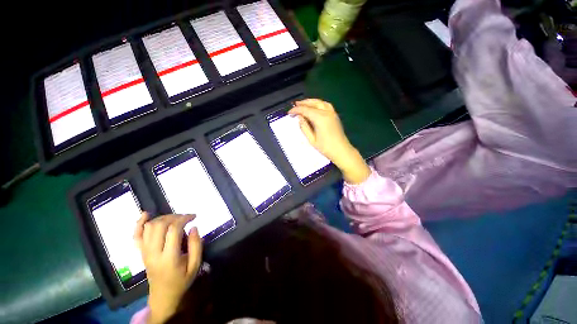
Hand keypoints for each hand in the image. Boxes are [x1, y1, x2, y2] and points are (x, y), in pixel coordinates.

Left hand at [134, 212, 201, 323]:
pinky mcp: (141, 252)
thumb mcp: (195, 265)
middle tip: (186, 217)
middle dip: (175, 216)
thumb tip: (194, 227)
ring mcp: (145, 252)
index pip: (173, 230)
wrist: (163, 295)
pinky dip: (139, 223)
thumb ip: (196, 245)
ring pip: (149, 227)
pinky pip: (136, 235)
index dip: (184, 218)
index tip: (194, 216)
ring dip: (163, 218)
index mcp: (169, 257)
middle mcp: (153, 253)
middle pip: (160, 225)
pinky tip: (146, 214)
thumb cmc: (182, 280)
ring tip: (175, 218)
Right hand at [289, 99, 370, 183]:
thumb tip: (300, 118)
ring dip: (311, 102)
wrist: (341, 150)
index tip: (289, 113)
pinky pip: (325, 105)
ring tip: (303, 104)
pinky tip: (314, 107)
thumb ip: (304, 127)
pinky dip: (318, 103)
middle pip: (313, 103)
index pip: (305, 110)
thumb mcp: (312, 139)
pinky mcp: (335, 115)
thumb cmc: (325, 147)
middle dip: (303, 103)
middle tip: (295, 105)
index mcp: (320, 118)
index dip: (296, 110)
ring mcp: (332, 113)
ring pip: (320, 102)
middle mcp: (326, 112)